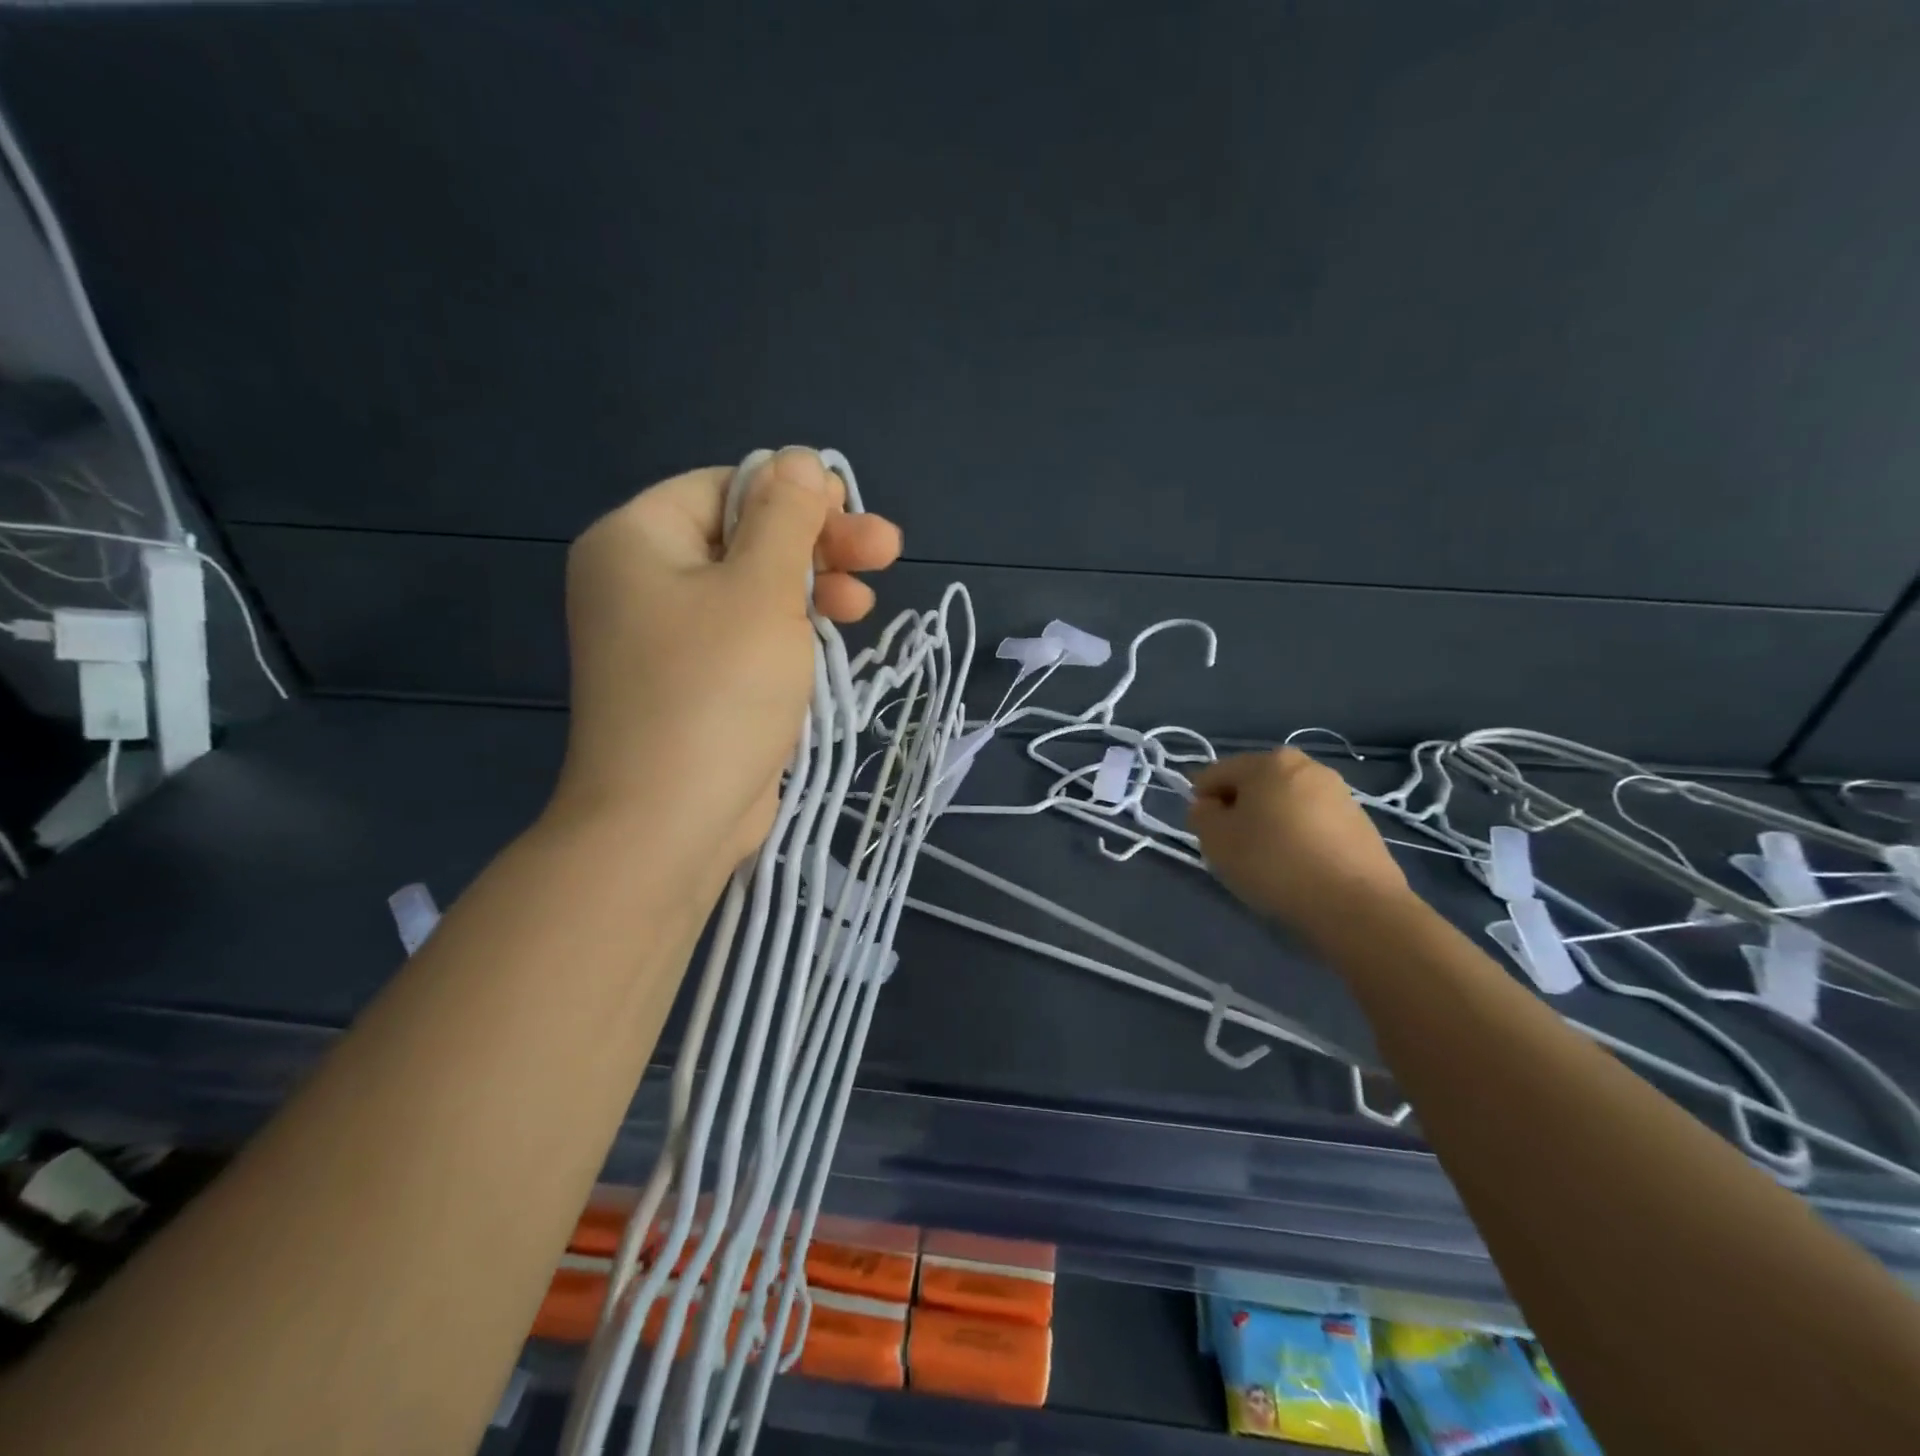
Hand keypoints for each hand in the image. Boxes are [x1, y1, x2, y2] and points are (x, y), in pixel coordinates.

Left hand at [552, 449, 902, 869]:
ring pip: (752, 592)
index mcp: (638, 540)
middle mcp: (642, 582)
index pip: (726, 488)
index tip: (854, 516)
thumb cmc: (716, 691)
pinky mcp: (694, 684)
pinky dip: (789, 634)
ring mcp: (666, 639)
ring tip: (864, 609)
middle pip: (744, 539)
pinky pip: (746, 638)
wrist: (668, 823)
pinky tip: (831, 641)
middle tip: (886, 553)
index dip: (796, 496)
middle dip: (817, 546)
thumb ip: (786, 519)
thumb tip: (800, 460)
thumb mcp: (762, 590)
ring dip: (812, 591)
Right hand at [1190, 748, 1409, 938]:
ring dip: (1270, 824)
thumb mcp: (1216, 840)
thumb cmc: (1274, 863)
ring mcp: (1338, 793)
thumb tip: (1209, 807)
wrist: (1355, 905)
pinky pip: (1313, 823)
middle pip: (1254, 785)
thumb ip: (1201, 816)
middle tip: (1235, 849)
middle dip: (1239, 811)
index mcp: (1268, 761)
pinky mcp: (1361, 823)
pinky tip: (1300, 868)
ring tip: (1269, 862)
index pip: (1215, 774)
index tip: (1207, 836)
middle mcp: (1306, 766)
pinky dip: (1299, 838)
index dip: (1202, 804)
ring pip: (1285, 804)